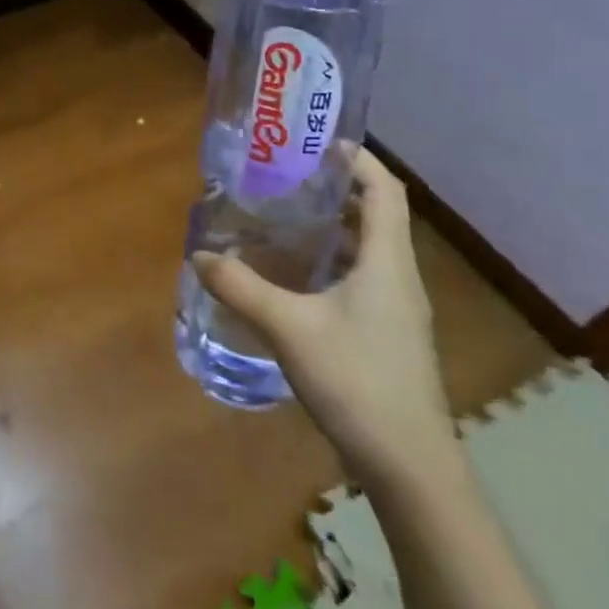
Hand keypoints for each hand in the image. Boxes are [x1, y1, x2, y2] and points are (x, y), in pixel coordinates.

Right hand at [194, 149, 458, 492]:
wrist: (409, 465)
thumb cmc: (356, 380)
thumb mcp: (287, 327)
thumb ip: (240, 287)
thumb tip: (200, 255)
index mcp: (388, 262)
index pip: (385, 191)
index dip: (360, 160)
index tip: (321, 143)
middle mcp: (400, 278)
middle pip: (378, 215)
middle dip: (338, 189)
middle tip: (289, 177)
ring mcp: (398, 310)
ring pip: (370, 250)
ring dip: (336, 226)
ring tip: (287, 217)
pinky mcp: (389, 335)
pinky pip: (363, 278)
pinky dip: (334, 261)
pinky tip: (297, 277)